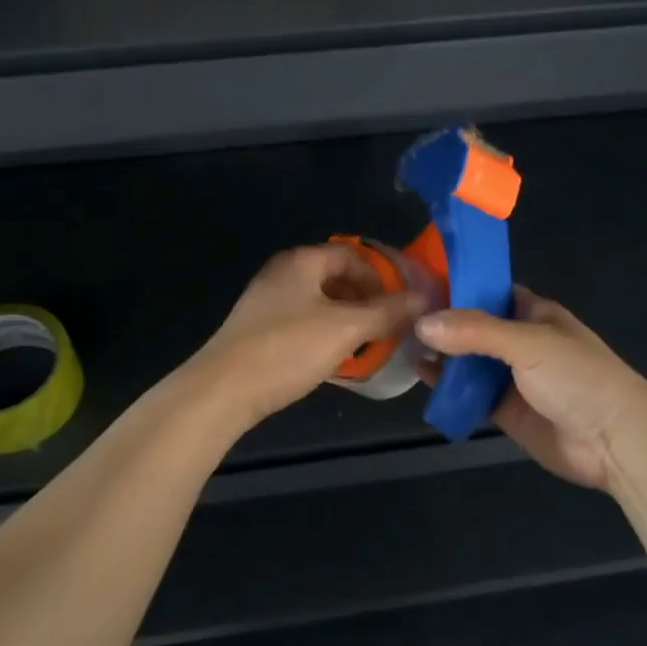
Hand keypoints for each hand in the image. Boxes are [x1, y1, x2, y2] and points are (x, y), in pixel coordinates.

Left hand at [192, 245, 427, 425]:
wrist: (223, 390)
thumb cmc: (288, 349)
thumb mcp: (346, 329)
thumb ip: (387, 312)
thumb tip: (423, 299)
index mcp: (301, 261)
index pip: (352, 255)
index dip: (382, 276)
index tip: (403, 304)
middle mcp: (282, 273)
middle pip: (336, 277)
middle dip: (366, 300)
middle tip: (390, 326)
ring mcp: (266, 301)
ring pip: (319, 302)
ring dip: (347, 319)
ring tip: (368, 344)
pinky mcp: (258, 329)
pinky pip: (302, 321)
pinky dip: (325, 333)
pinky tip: (335, 358)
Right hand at [415, 286, 646, 491]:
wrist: (615, 442)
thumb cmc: (579, 377)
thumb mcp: (529, 343)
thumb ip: (475, 331)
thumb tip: (421, 323)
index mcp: (532, 313)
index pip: (488, 290)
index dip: (456, 285)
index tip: (415, 280)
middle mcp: (519, 341)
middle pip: (472, 326)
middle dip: (440, 322)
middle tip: (396, 313)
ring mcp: (511, 377)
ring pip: (467, 360)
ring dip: (439, 353)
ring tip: (398, 341)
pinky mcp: (504, 410)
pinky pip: (469, 394)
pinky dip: (446, 386)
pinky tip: (419, 375)